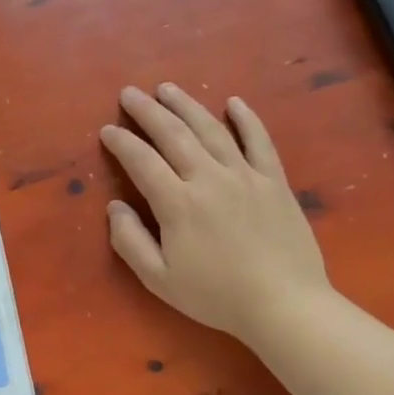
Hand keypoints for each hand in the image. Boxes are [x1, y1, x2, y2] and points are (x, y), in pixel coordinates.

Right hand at [100, 84, 331, 344]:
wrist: (285, 305)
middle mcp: (209, 178)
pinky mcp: (274, 180)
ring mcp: (245, 175)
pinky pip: (259, 141)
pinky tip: (233, 102)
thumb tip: (115, 206)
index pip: (141, 161)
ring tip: (167, 88)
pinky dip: (246, 119)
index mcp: (178, 203)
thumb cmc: (216, 295)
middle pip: (173, 134)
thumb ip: (129, 241)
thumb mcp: (159, 279)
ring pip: (211, 129)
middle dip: (147, 111)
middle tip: (130, 93)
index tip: (107, 130)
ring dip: (186, 105)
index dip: (121, 142)